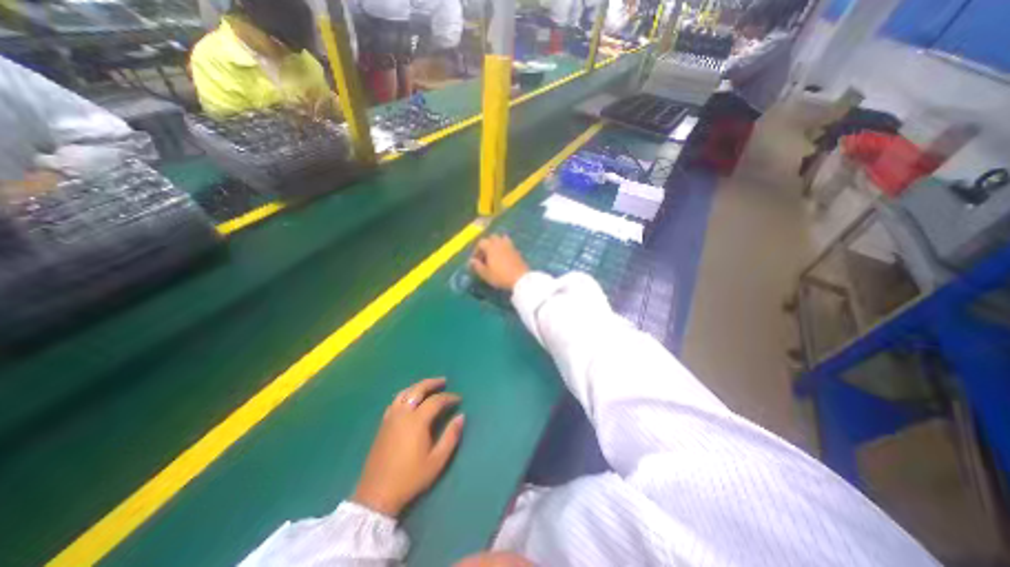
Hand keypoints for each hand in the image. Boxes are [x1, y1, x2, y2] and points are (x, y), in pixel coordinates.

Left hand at [353, 377, 464, 517]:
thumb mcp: (436, 461)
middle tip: (444, 381)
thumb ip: (451, 436)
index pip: (436, 401)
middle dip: (432, 383)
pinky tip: (410, 400)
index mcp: (417, 421)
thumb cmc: (410, 478)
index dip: (449, 398)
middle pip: (418, 390)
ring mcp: (390, 418)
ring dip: (418, 386)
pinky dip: (406, 395)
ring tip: (428, 387)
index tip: (459, 399)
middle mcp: (403, 414)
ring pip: (405, 393)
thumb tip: (461, 416)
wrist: (376, 495)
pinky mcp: (383, 424)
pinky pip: (395, 401)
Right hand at [467, 233, 528, 292]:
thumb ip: (477, 266)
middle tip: (485, 256)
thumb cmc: (500, 276)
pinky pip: (508, 245)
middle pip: (492, 238)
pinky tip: (503, 258)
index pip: (480, 243)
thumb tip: (471, 260)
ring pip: (501, 239)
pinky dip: (504, 248)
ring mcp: (510, 246)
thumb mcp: (486, 274)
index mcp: (491, 246)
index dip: (476, 251)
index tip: (475, 261)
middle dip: (486, 245)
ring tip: (494, 254)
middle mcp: (500, 243)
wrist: (520, 278)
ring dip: (496, 244)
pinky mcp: (517, 251)